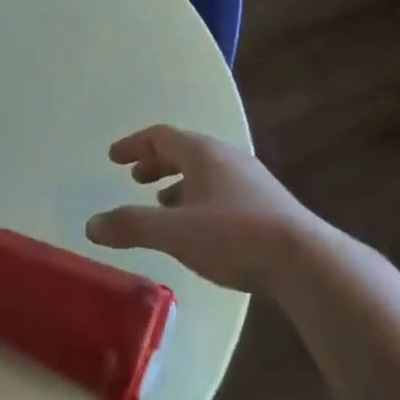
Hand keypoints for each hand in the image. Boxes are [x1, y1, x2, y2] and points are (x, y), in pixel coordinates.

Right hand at [86, 126, 318, 293]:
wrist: (308, 263)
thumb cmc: (234, 236)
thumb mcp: (174, 232)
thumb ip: (131, 226)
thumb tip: (91, 224)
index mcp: (203, 153)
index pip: (160, 136)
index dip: (133, 145)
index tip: (113, 157)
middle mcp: (227, 158)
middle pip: (183, 150)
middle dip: (155, 163)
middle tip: (135, 178)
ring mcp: (251, 180)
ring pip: (205, 172)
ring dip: (178, 183)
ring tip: (161, 205)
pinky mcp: (267, 205)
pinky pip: (222, 190)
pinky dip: (199, 199)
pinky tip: (198, 228)